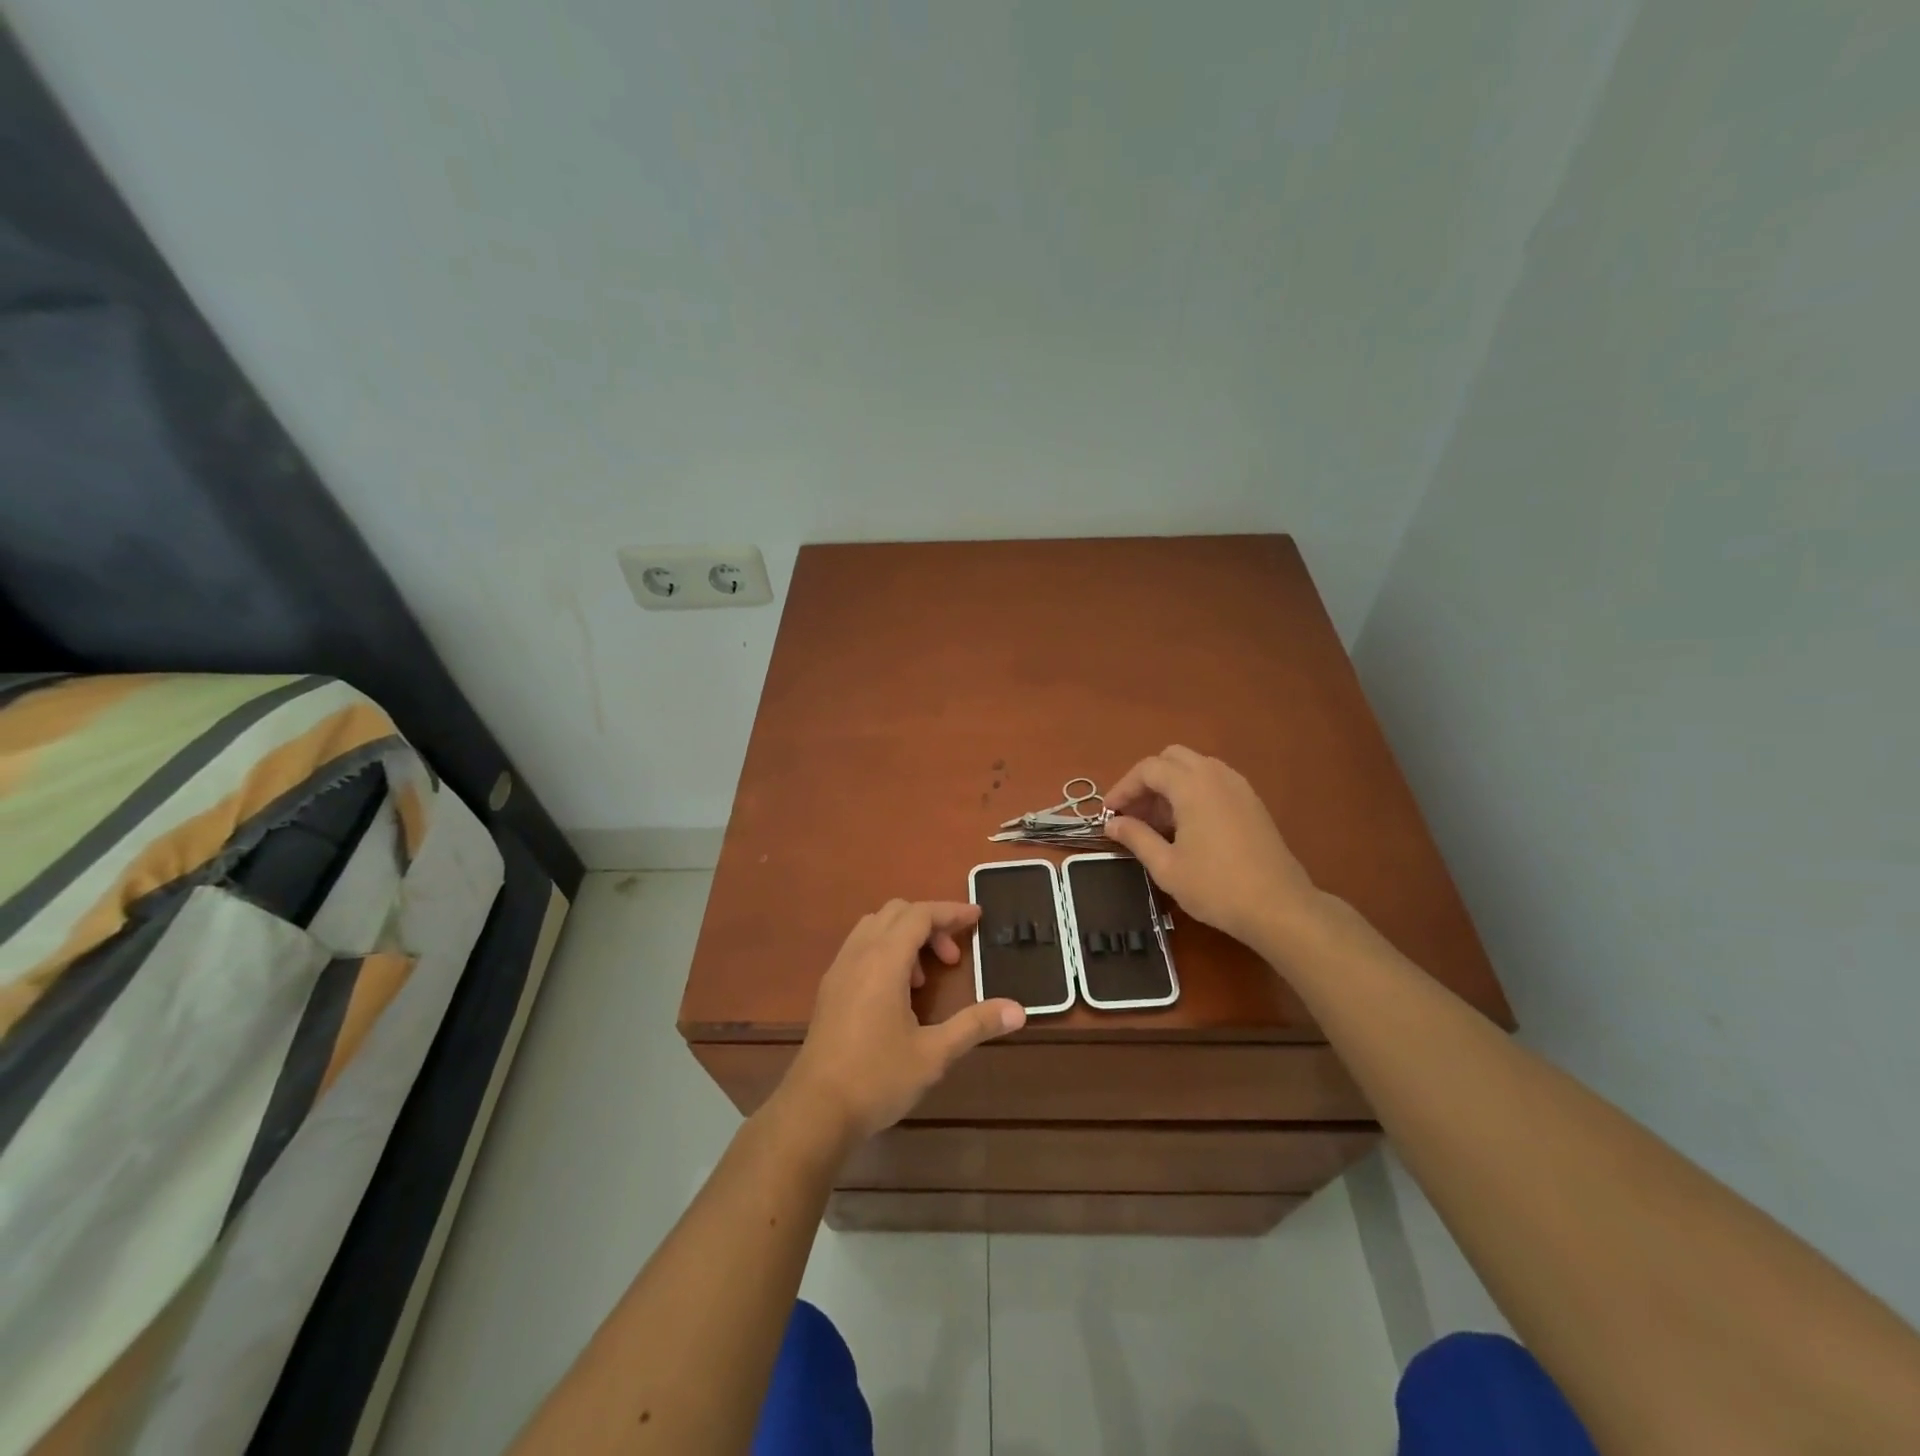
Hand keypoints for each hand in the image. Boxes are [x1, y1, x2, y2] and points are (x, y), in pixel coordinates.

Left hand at [781, 900, 1025, 1144]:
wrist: (815, 1111)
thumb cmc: (877, 1078)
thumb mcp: (934, 1054)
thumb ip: (975, 1025)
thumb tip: (1018, 1010)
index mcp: (884, 960)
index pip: (920, 914)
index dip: (951, 912)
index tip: (977, 918)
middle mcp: (859, 954)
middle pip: (896, 912)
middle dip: (930, 923)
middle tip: (953, 959)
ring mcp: (839, 969)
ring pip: (875, 926)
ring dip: (905, 936)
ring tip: (925, 978)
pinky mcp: (829, 988)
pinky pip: (860, 946)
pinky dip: (885, 950)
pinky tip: (897, 993)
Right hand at [1103, 746, 1320, 953]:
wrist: (1279, 907)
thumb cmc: (1216, 887)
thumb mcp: (1166, 866)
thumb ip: (1136, 837)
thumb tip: (1112, 824)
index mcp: (1192, 785)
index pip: (1148, 769)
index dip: (1123, 788)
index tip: (1110, 814)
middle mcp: (1216, 775)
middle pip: (1172, 758)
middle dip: (1147, 780)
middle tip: (1134, 814)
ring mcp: (1239, 786)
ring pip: (1195, 767)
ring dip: (1170, 785)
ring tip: (1157, 823)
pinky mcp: (1252, 802)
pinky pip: (1214, 781)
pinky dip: (1193, 792)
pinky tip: (1187, 827)